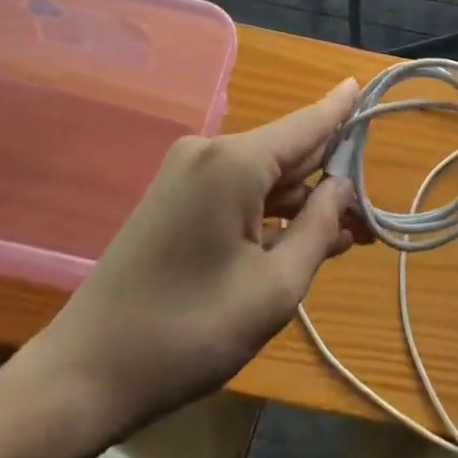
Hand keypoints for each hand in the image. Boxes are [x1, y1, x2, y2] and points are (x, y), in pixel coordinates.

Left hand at [24, 78, 367, 441]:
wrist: (86, 372)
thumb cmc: (187, 334)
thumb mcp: (272, 290)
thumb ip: (318, 230)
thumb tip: (342, 187)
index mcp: (233, 162)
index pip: (305, 124)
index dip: (340, 108)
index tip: (365, 84)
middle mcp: (210, 151)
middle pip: (286, 151)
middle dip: (329, 178)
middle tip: (371, 216)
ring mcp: (187, 172)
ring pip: (262, 174)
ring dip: (301, 201)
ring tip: (347, 235)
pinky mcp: (174, 196)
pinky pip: (236, 189)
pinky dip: (269, 210)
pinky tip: (299, 236)